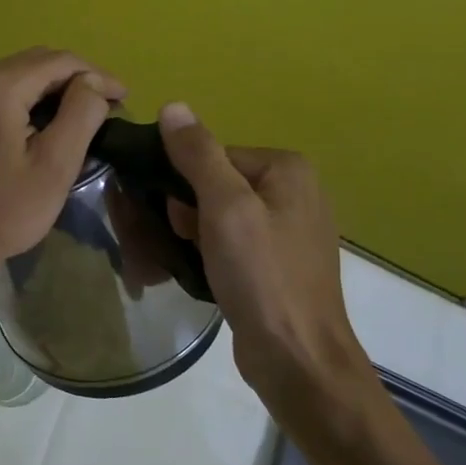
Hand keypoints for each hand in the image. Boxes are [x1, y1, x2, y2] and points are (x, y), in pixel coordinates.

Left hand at [0, 48, 124, 304]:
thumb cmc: (3, 212)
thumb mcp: (55, 166)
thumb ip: (81, 114)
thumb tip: (95, 82)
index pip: (60, 61)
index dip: (97, 75)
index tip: (126, 99)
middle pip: (38, 62)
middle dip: (77, 80)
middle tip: (110, 108)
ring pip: (20, 76)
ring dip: (55, 90)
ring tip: (86, 117)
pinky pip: (2, 92)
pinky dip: (31, 101)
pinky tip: (50, 125)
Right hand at [156, 104, 372, 418]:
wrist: (297, 357)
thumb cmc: (261, 275)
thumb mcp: (225, 207)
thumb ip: (198, 154)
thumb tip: (172, 107)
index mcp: (287, 169)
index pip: (212, 155)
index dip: (181, 183)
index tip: (168, 217)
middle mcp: (293, 191)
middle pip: (214, 184)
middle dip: (183, 212)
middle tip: (170, 243)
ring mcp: (288, 230)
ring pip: (218, 216)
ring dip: (190, 235)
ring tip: (176, 262)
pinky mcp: (277, 262)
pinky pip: (231, 242)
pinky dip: (208, 254)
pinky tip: (199, 274)